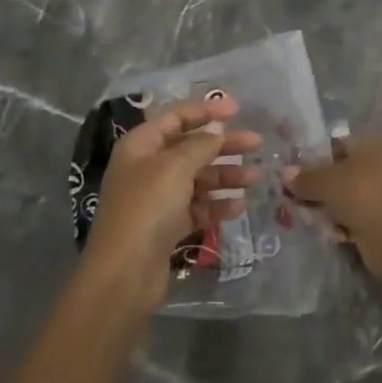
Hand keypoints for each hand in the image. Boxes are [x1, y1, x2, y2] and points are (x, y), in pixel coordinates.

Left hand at [84, 96, 259, 301]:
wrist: (125, 273)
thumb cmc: (148, 207)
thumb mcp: (175, 166)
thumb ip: (200, 145)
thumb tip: (216, 131)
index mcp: (142, 144)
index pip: (176, 117)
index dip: (206, 110)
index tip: (237, 109)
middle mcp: (148, 167)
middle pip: (191, 148)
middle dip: (223, 145)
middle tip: (257, 143)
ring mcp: (157, 198)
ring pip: (197, 179)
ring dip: (226, 176)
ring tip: (257, 177)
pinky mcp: (167, 226)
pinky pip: (197, 207)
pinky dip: (217, 205)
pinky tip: (240, 206)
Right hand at [283, 134, 381, 266]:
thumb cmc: (360, 193)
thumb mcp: (326, 182)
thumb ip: (305, 178)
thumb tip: (286, 173)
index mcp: (375, 143)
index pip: (339, 145)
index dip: (316, 158)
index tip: (298, 174)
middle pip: (344, 173)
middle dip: (322, 188)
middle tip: (301, 200)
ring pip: (351, 197)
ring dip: (332, 209)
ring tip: (316, 221)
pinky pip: (360, 217)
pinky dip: (347, 225)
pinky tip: (335, 235)